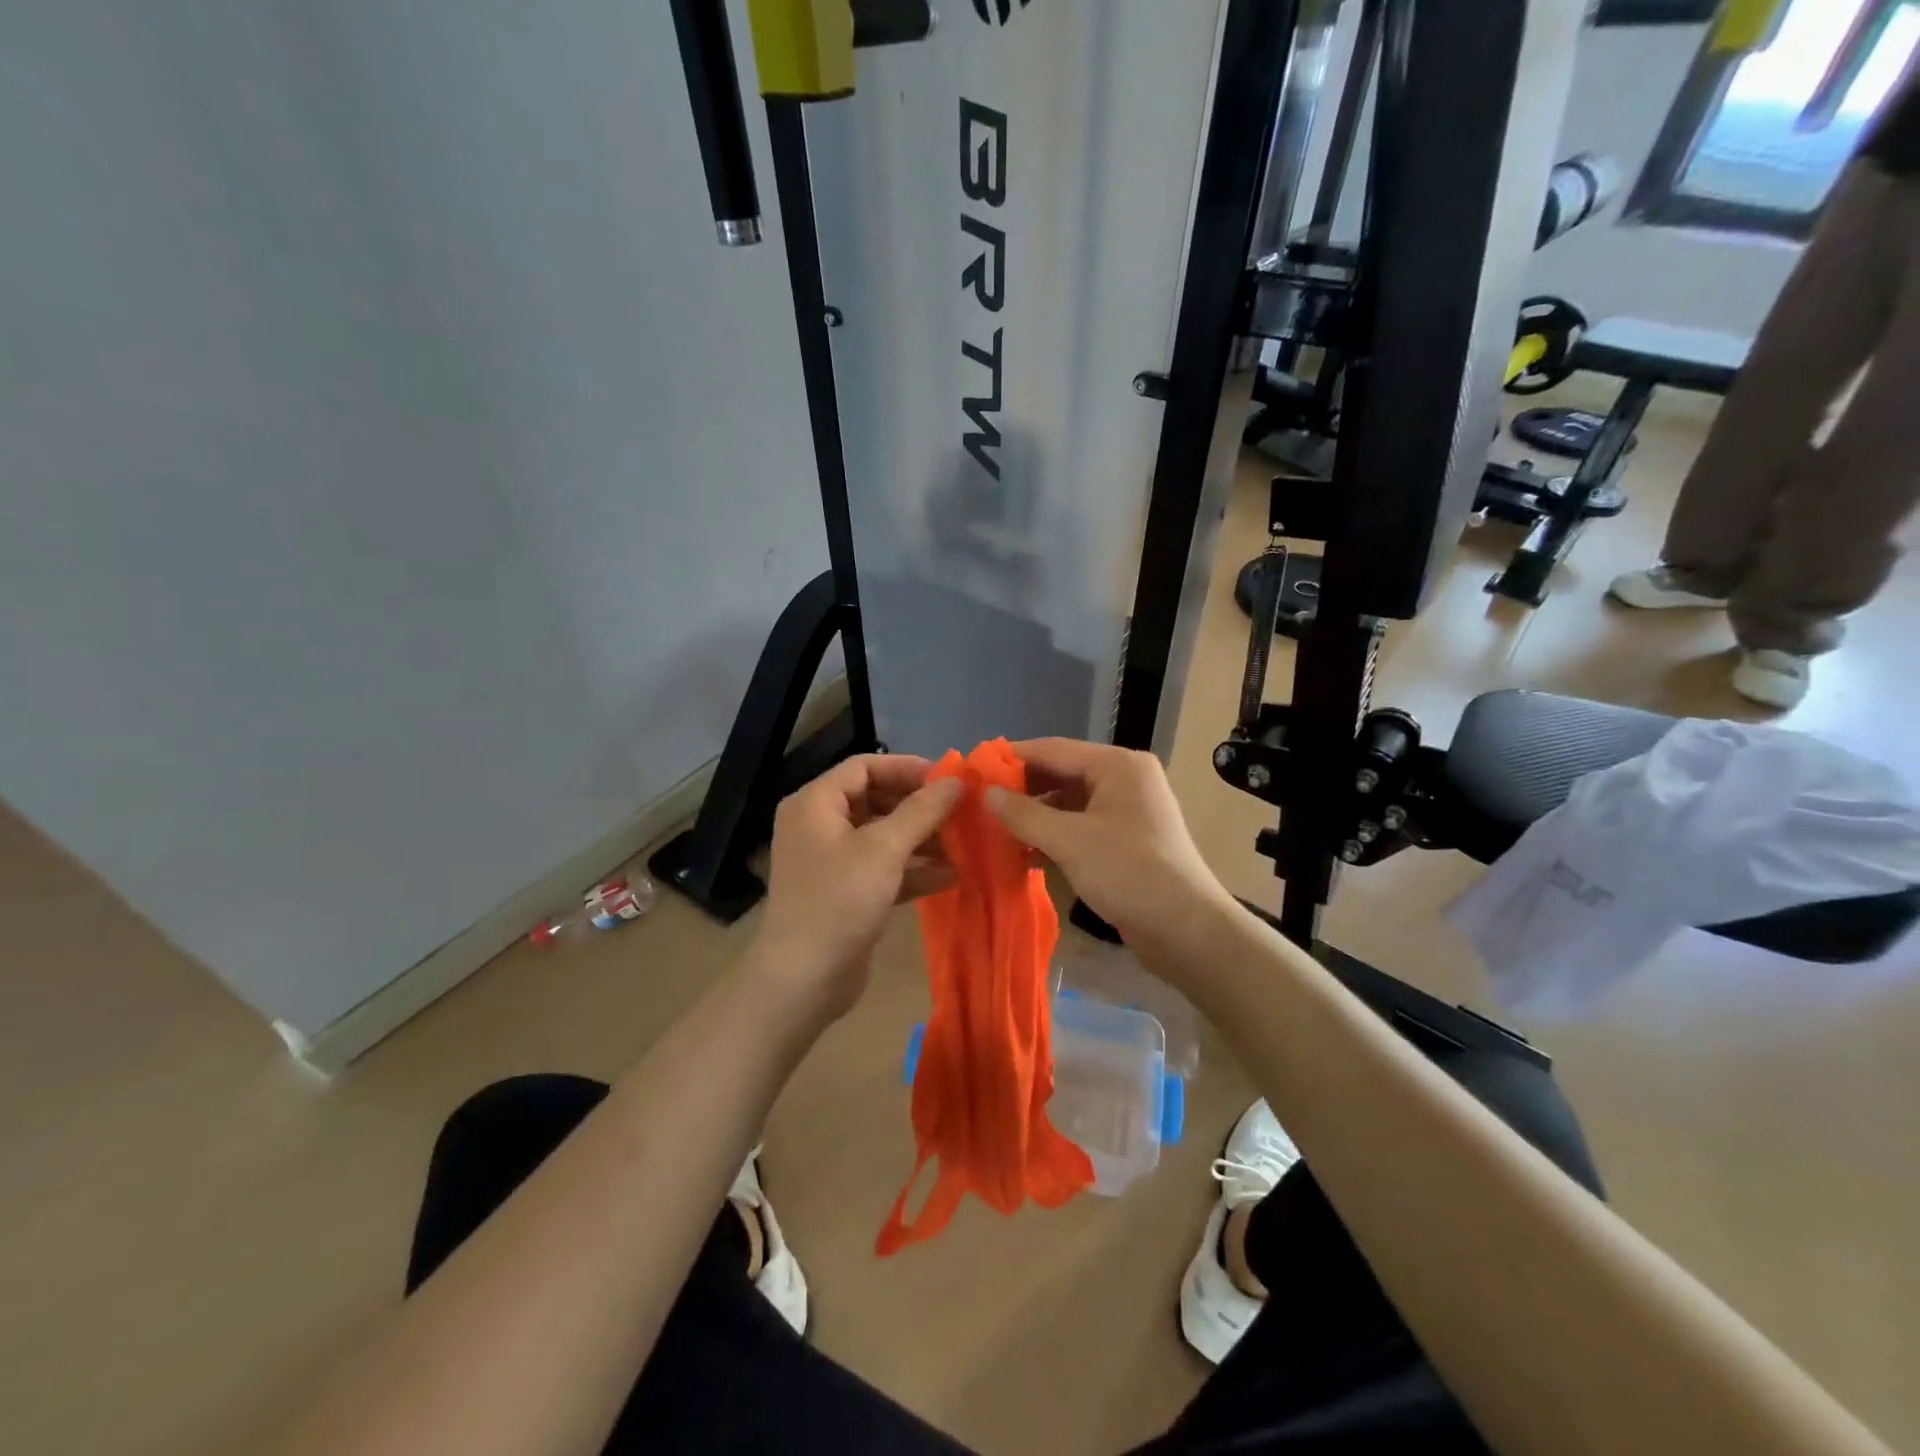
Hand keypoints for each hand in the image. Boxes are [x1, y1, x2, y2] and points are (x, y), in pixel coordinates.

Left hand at [753, 754, 961, 1020]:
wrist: (802, 980)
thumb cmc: (839, 901)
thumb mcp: (883, 850)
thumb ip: (921, 811)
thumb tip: (957, 781)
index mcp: (815, 803)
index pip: (864, 767)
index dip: (907, 769)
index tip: (949, 780)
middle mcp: (820, 825)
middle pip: (876, 800)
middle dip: (919, 807)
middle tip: (961, 812)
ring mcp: (832, 861)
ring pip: (883, 836)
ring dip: (922, 839)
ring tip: (965, 843)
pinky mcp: (846, 892)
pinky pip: (883, 868)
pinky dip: (913, 870)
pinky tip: (952, 875)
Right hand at [985, 739, 1233, 954]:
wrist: (1186, 930)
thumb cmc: (1128, 873)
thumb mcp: (1069, 841)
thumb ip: (1023, 814)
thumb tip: (985, 794)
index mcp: (1117, 765)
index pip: (1053, 749)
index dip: (1012, 758)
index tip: (973, 769)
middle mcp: (1124, 779)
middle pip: (1061, 773)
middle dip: (1022, 789)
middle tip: (978, 803)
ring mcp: (1126, 810)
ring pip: (1068, 802)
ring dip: (1034, 815)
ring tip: (993, 828)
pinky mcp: (1125, 840)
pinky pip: (1080, 826)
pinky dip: (1053, 835)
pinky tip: (1023, 851)